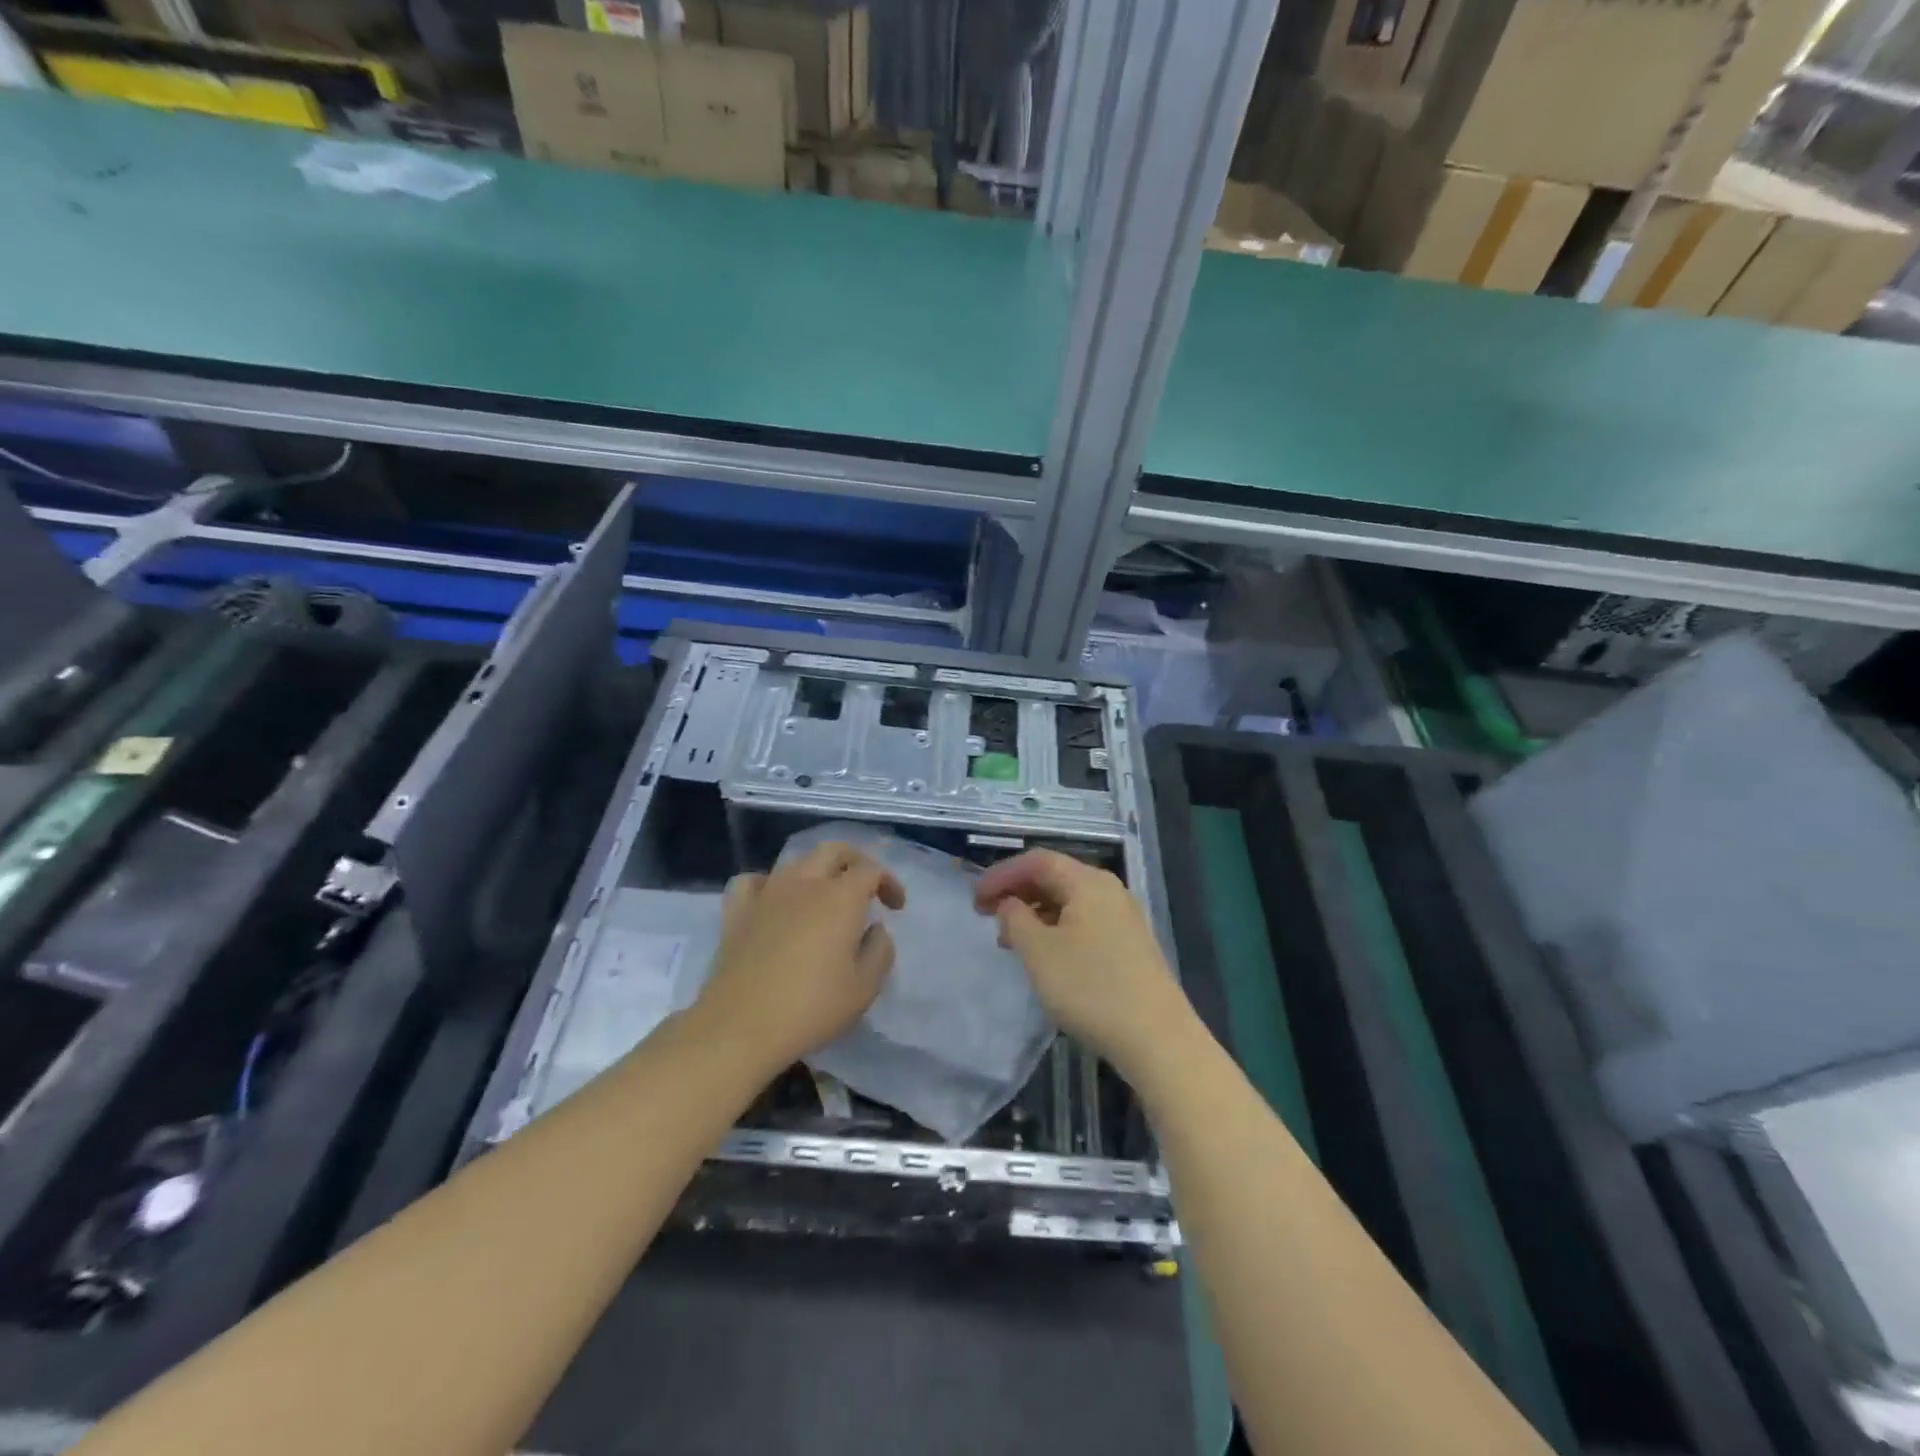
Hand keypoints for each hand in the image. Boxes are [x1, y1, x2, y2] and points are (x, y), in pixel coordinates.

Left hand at [694, 841, 905, 1072]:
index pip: (871, 869)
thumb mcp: (865, 988)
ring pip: (796, 862)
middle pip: (833, 851)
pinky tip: (774, 902)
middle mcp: (805, 883)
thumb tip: (874, 929)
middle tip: (866, 888)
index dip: (888, 882)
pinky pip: (753, 881)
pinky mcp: (737, 911)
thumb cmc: (811, 1008)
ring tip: (823, 899)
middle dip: (855, 862)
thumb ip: (880, 950)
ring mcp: (767, 893)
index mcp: (841, 897)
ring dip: (817, 873)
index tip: (895, 908)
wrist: (741, 1027)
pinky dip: (769, 884)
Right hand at [974, 849, 1193, 1078]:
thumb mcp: (1039, 952)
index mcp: (1088, 882)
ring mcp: (1123, 917)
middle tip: (986, 915)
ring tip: (1008, 939)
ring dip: (1034, 912)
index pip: (1037, 861)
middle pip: (1054, 877)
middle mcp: (1109, 890)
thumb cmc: (1091, 988)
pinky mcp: (1129, 944)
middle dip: (1017, 891)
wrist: (1157, 1038)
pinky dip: (1055, 928)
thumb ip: (1015, 919)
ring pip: (1069, 901)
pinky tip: (1043, 955)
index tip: (974, 899)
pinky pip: (1083, 921)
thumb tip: (1010, 904)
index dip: (1001, 874)